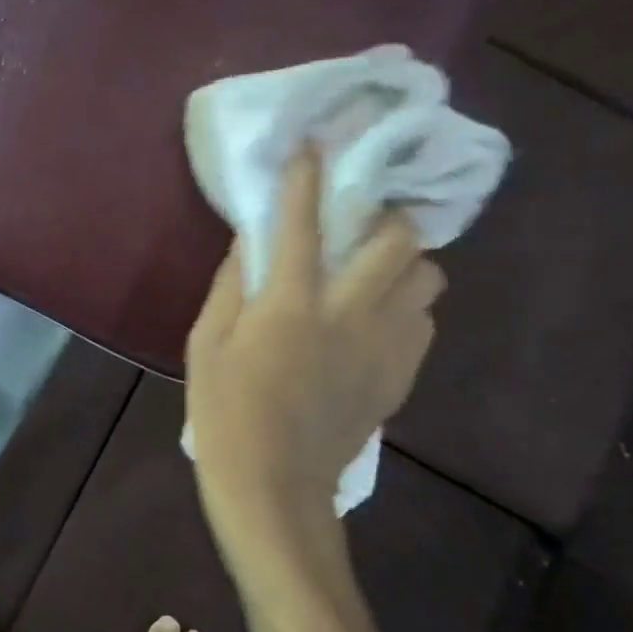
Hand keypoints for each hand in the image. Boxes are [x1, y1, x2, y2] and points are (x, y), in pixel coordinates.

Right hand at [186, 152, 442, 583]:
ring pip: (426, 278)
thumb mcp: (206, 346)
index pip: (302, 223)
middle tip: (362, 220)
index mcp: (290, 305)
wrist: (274, 486)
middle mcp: (348, 314)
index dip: (308, 177)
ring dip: (403, 262)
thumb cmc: (225, 413)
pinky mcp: (399, 376)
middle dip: (386, 216)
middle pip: (398, 241)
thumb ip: (230, 286)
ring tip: (374, 270)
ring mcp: (384, 347)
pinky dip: (406, 306)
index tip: (316, 145)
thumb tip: (251, 241)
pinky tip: (376, 319)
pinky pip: (423, 321)